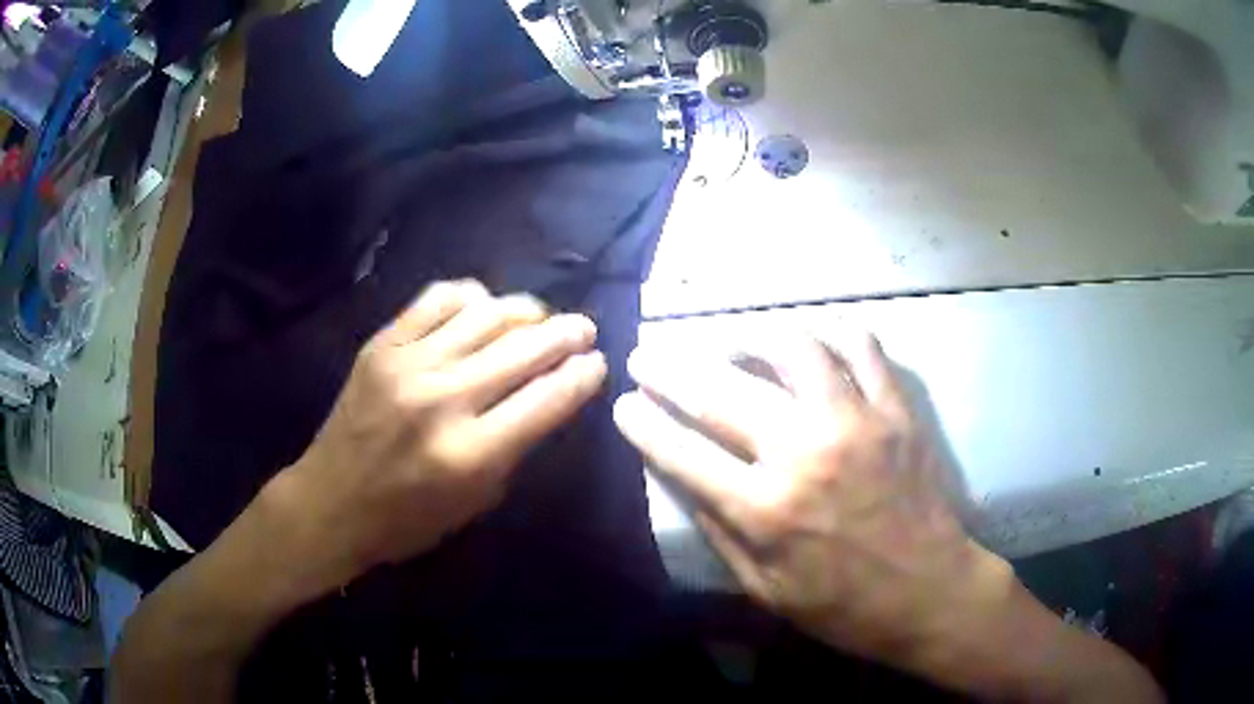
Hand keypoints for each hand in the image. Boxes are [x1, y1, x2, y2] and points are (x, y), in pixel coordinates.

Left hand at [270, 280, 606, 586]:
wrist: (330, 502)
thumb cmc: (407, 520)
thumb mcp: (476, 502)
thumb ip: (514, 447)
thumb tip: (546, 395)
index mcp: (471, 454)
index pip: (548, 398)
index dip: (583, 375)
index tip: (598, 363)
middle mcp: (444, 400)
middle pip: (524, 348)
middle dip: (567, 334)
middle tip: (584, 329)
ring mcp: (408, 364)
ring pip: (486, 314)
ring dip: (525, 310)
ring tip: (539, 316)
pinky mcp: (382, 345)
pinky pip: (437, 300)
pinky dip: (470, 297)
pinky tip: (483, 306)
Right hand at [615, 329, 995, 661]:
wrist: (928, 592)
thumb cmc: (842, 605)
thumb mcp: (764, 590)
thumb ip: (719, 530)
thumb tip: (680, 477)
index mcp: (765, 509)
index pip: (682, 451)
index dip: (643, 423)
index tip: (624, 404)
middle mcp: (804, 452)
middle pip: (721, 391)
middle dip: (669, 368)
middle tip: (648, 354)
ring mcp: (855, 422)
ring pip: (792, 349)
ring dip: (749, 337)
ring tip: (732, 341)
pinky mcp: (894, 411)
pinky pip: (862, 349)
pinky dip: (833, 335)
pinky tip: (815, 342)